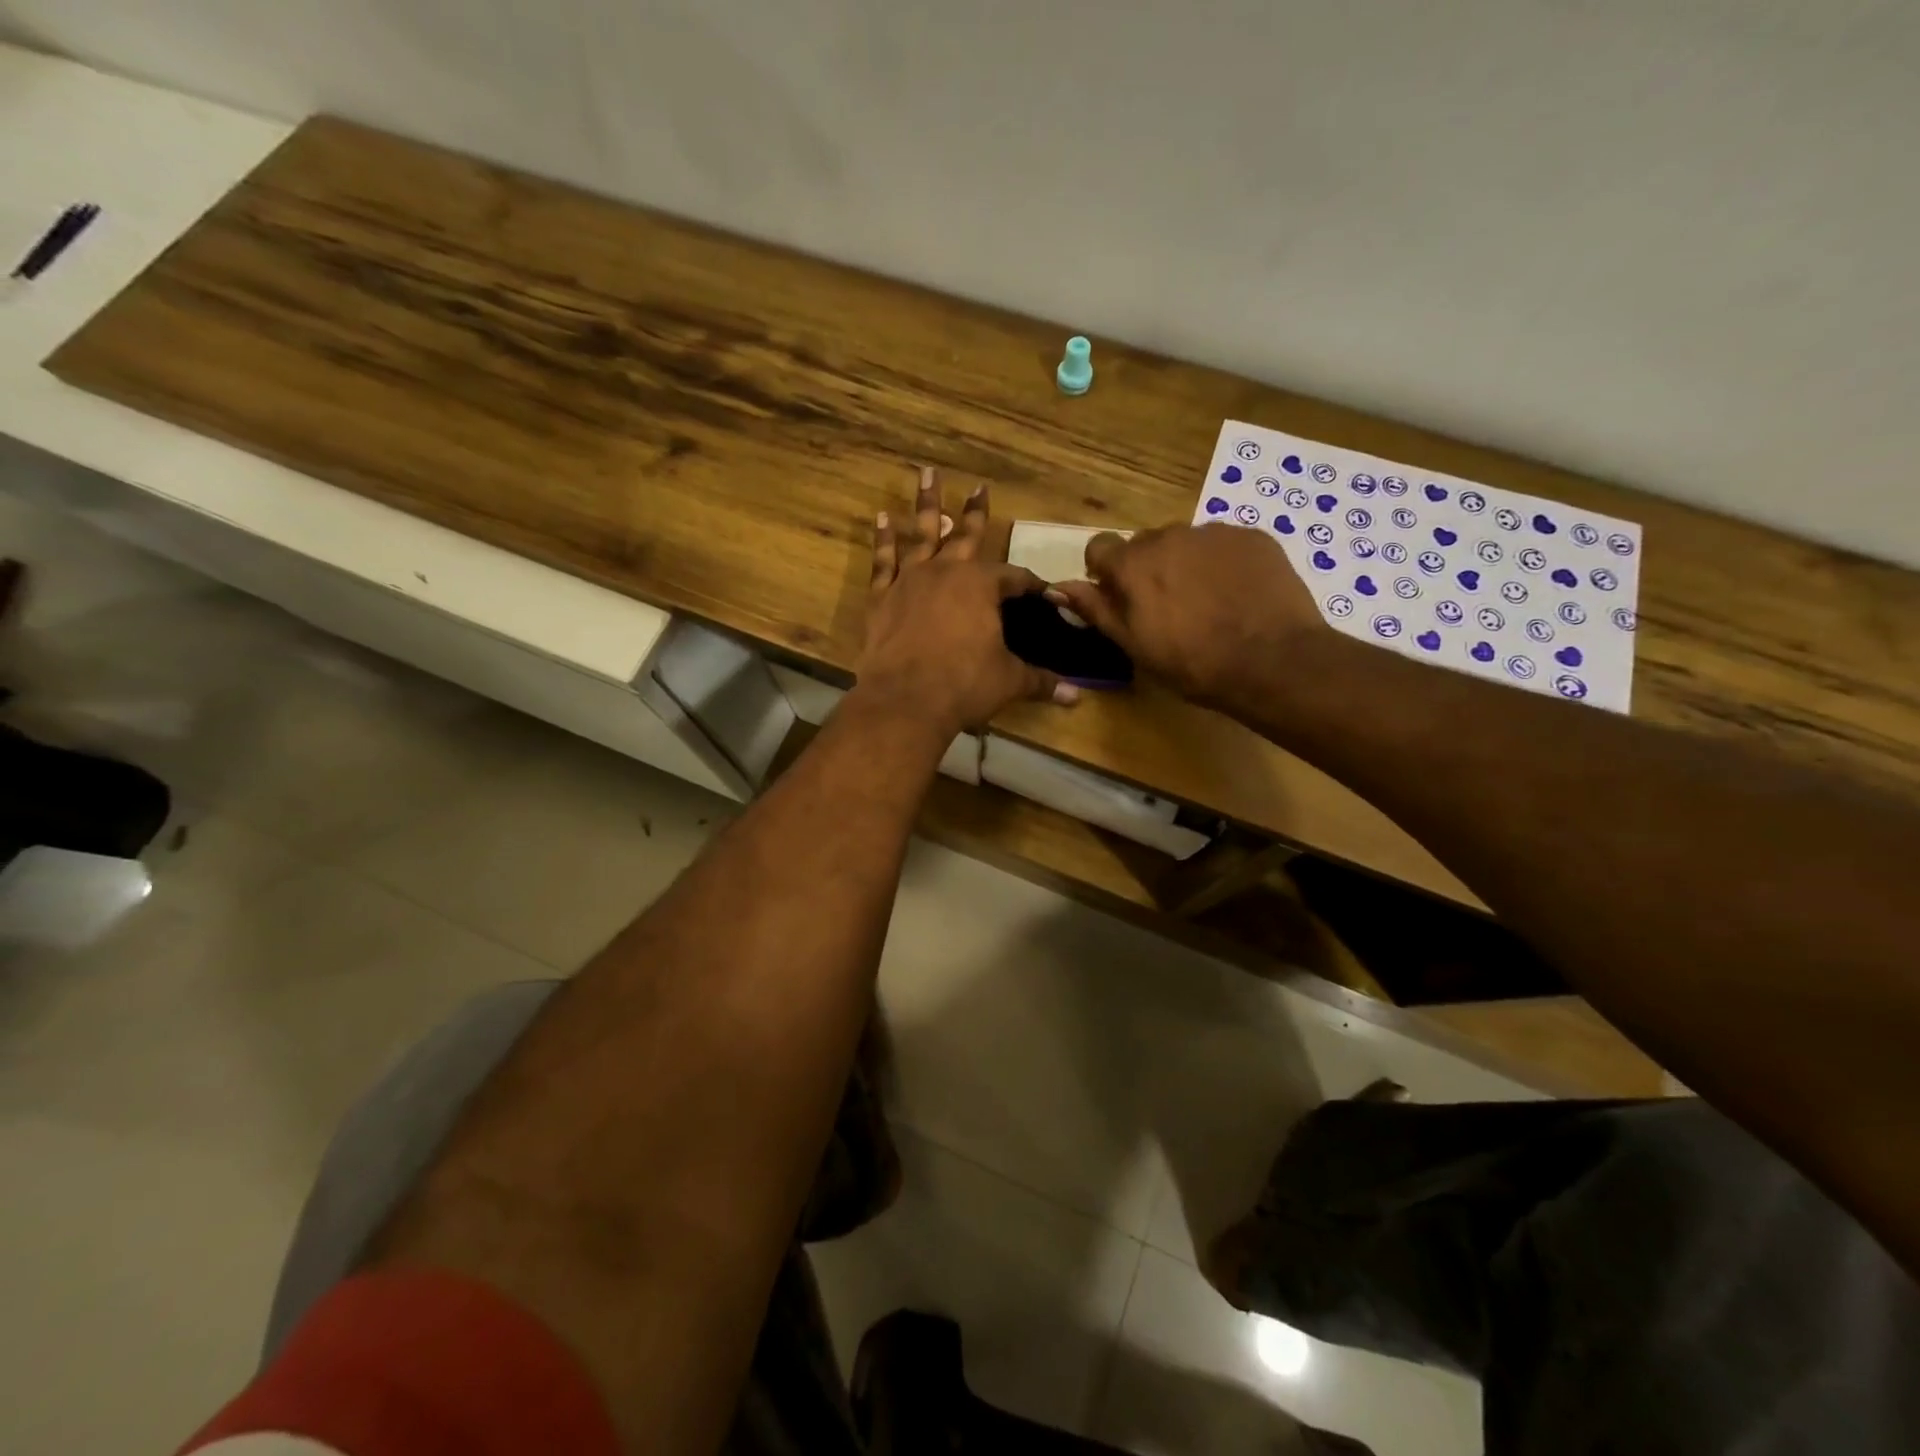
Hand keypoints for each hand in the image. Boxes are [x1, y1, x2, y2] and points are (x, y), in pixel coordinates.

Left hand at [857, 468, 1078, 736]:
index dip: (1032, 585)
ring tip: (927, 474)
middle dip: (976, 511)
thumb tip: (1077, 697)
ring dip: (927, 505)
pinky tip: (883, 519)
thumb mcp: (1009, 682)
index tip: (1045, 593)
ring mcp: (910, 580)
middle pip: (966, 536)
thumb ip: (1041, 681)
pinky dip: (884, 540)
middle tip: (979, 486)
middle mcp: (947, 572)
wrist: (904, 700)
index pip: (1014, 577)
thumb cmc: (963, 685)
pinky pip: (884, 560)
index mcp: (982, 586)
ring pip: (921, 534)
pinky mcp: (882, 597)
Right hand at [1048, 524, 1325, 710]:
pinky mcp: (1252, 536)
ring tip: (1207, 602)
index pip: (1099, 546)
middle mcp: (1169, 535)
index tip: (1117, 596)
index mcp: (1133, 563)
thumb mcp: (1134, 644)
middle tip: (1167, 607)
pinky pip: (1224, 544)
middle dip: (1148, 568)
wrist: (1272, 660)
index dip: (1104, 571)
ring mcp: (1214, 532)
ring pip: (1186, 543)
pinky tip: (1236, 595)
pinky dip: (1222, 563)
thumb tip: (1056, 587)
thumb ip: (1095, 609)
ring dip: (1186, 564)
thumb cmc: (1192, 662)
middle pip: (1145, 544)